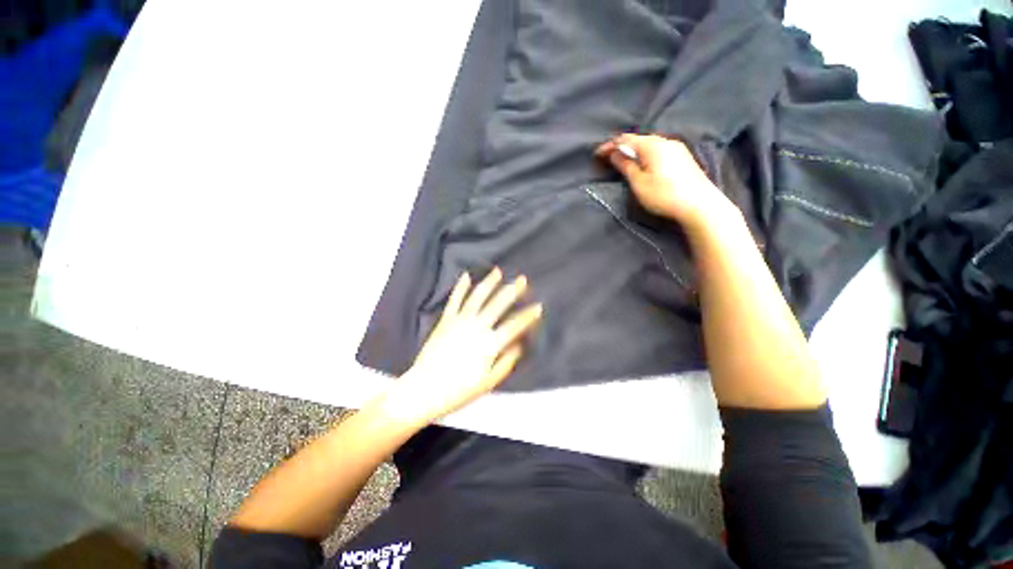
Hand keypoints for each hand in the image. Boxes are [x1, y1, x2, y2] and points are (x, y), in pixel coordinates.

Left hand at [381, 268, 542, 424]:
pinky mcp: (446, 320)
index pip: (514, 326)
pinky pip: (455, 300)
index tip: (538, 306)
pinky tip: (466, 276)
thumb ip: (505, 362)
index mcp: (490, 344)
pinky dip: (461, 287)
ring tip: (497, 271)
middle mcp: (477, 327)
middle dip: (512, 291)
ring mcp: (460, 321)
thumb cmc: (459, 389)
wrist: (424, 389)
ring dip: (489, 283)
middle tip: (522, 279)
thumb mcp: (488, 382)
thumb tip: (519, 345)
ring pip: (477, 297)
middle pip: (498, 304)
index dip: (527, 316)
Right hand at [595, 134, 737, 229]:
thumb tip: (615, 154)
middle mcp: (665, 141)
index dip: (610, 145)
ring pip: (650, 144)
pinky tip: (644, 164)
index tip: (597, 154)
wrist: (699, 204)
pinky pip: (659, 150)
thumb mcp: (639, 183)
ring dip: (635, 151)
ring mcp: (677, 148)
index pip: (625, 139)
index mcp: (652, 145)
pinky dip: (646, 154)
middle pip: (639, 139)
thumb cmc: (664, 194)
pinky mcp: (683, 157)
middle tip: (610, 158)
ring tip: (625, 161)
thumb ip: (626, 166)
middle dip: (622, 147)